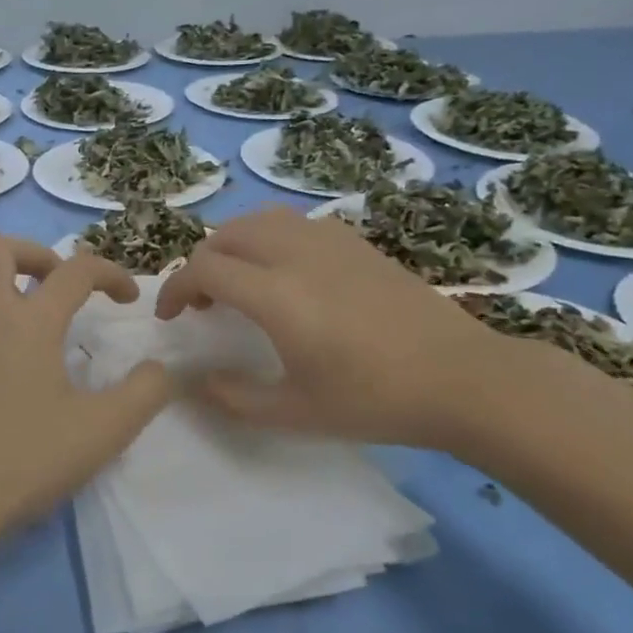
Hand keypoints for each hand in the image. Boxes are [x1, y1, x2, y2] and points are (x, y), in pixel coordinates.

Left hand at [0, 237, 173, 535]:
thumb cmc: (26, 459)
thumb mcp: (104, 431)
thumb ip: (145, 392)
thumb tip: (160, 368)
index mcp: (29, 320)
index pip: (76, 271)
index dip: (110, 274)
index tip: (128, 298)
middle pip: (0, 248)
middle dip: (38, 254)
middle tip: (58, 284)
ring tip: (14, 301)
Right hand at [154, 206, 506, 449]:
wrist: (461, 378)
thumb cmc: (375, 400)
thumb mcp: (296, 413)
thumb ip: (236, 398)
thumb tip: (198, 381)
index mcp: (276, 295)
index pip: (204, 268)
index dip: (175, 288)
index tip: (171, 317)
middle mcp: (297, 254)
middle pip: (227, 234)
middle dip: (201, 262)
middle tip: (202, 301)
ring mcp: (331, 242)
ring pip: (262, 220)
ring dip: (234, 244)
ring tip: (238, 279)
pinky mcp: (357, 243)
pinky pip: (296, 224)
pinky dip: (270, 238)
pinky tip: (286, 273)